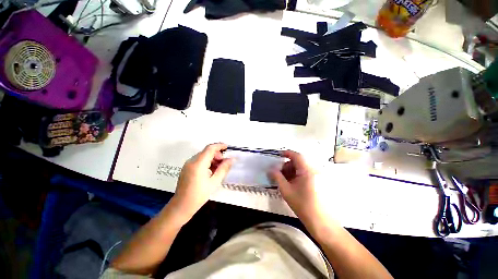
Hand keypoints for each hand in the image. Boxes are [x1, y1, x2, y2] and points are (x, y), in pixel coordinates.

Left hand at [171, 143, 233, 221]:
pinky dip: (207, 162)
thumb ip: (223, 168)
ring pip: (203, 156)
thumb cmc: (199, 195)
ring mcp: (188, 164)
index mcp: (198, 163)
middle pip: (206, 152)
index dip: (219, 146)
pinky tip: (211, 171)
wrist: (181, 206)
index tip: (227, 147)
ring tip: (218, 169)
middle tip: (224, 163)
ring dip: (212, 159)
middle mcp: (191, 161)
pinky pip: (199, 160)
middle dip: (217, 154)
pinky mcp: (186, 168)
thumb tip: (231, 159)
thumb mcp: (214, 182)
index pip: (210, 148)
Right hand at [270, 151, 322, 221]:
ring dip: (292, 171)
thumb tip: (270, 169)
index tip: (278, 155)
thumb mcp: (286, 190)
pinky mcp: (319, 181)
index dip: (287, 153)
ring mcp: (318, 176)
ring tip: (285, 180)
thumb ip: (277, 177)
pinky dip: (298, 175)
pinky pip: (306, 173)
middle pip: (299, 161)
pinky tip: (293, 184)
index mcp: (307, 171)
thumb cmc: (303, 205)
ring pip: (302, 167)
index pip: (296, 156)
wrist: (321, 222)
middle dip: (287, 165)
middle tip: (280, 173)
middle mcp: (314, 170)